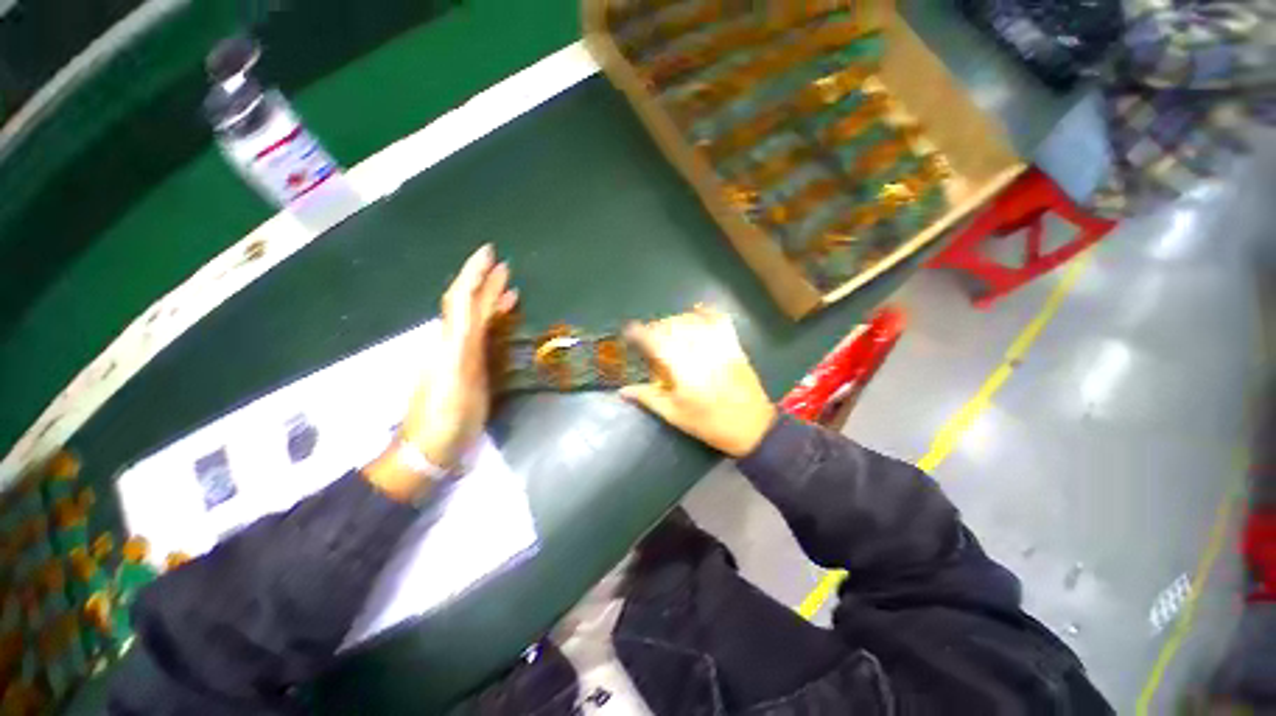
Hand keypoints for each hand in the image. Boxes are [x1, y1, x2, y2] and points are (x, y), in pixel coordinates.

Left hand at [365, 245, 516, 502]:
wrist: (429, 448)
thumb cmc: (447, 419)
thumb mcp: (458, 384)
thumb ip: (464, 349)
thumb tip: (473, 318)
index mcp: (451, 343)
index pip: (462, 300)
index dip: (474, 275)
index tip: (488, 252)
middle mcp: (451, 343)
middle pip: (467, 305)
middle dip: (484, 282)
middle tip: (504, 266)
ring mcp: (457, 356)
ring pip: (473, 319)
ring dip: (490, 300)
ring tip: (509, 289)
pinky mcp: (464, 368)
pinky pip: (479, 336)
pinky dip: (491, 322)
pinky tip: (500, 323)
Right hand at [621, 305, 776, 457]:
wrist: (753, 427)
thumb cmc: (710, 424)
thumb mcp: (675, 415)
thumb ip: (648, 398)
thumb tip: (623, 391)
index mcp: (684, 370)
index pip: (657, 341)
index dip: (640, 333)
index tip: (630, 331)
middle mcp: (701, 352)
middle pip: (673, 326)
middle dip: (656, 327)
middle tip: (649, 338)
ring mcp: (720, 346)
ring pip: (693, 320)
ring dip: (676, 320)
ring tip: (669, 329)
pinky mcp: (734, 345)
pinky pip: (719, 320)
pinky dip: (705, 313)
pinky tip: (696, 313)